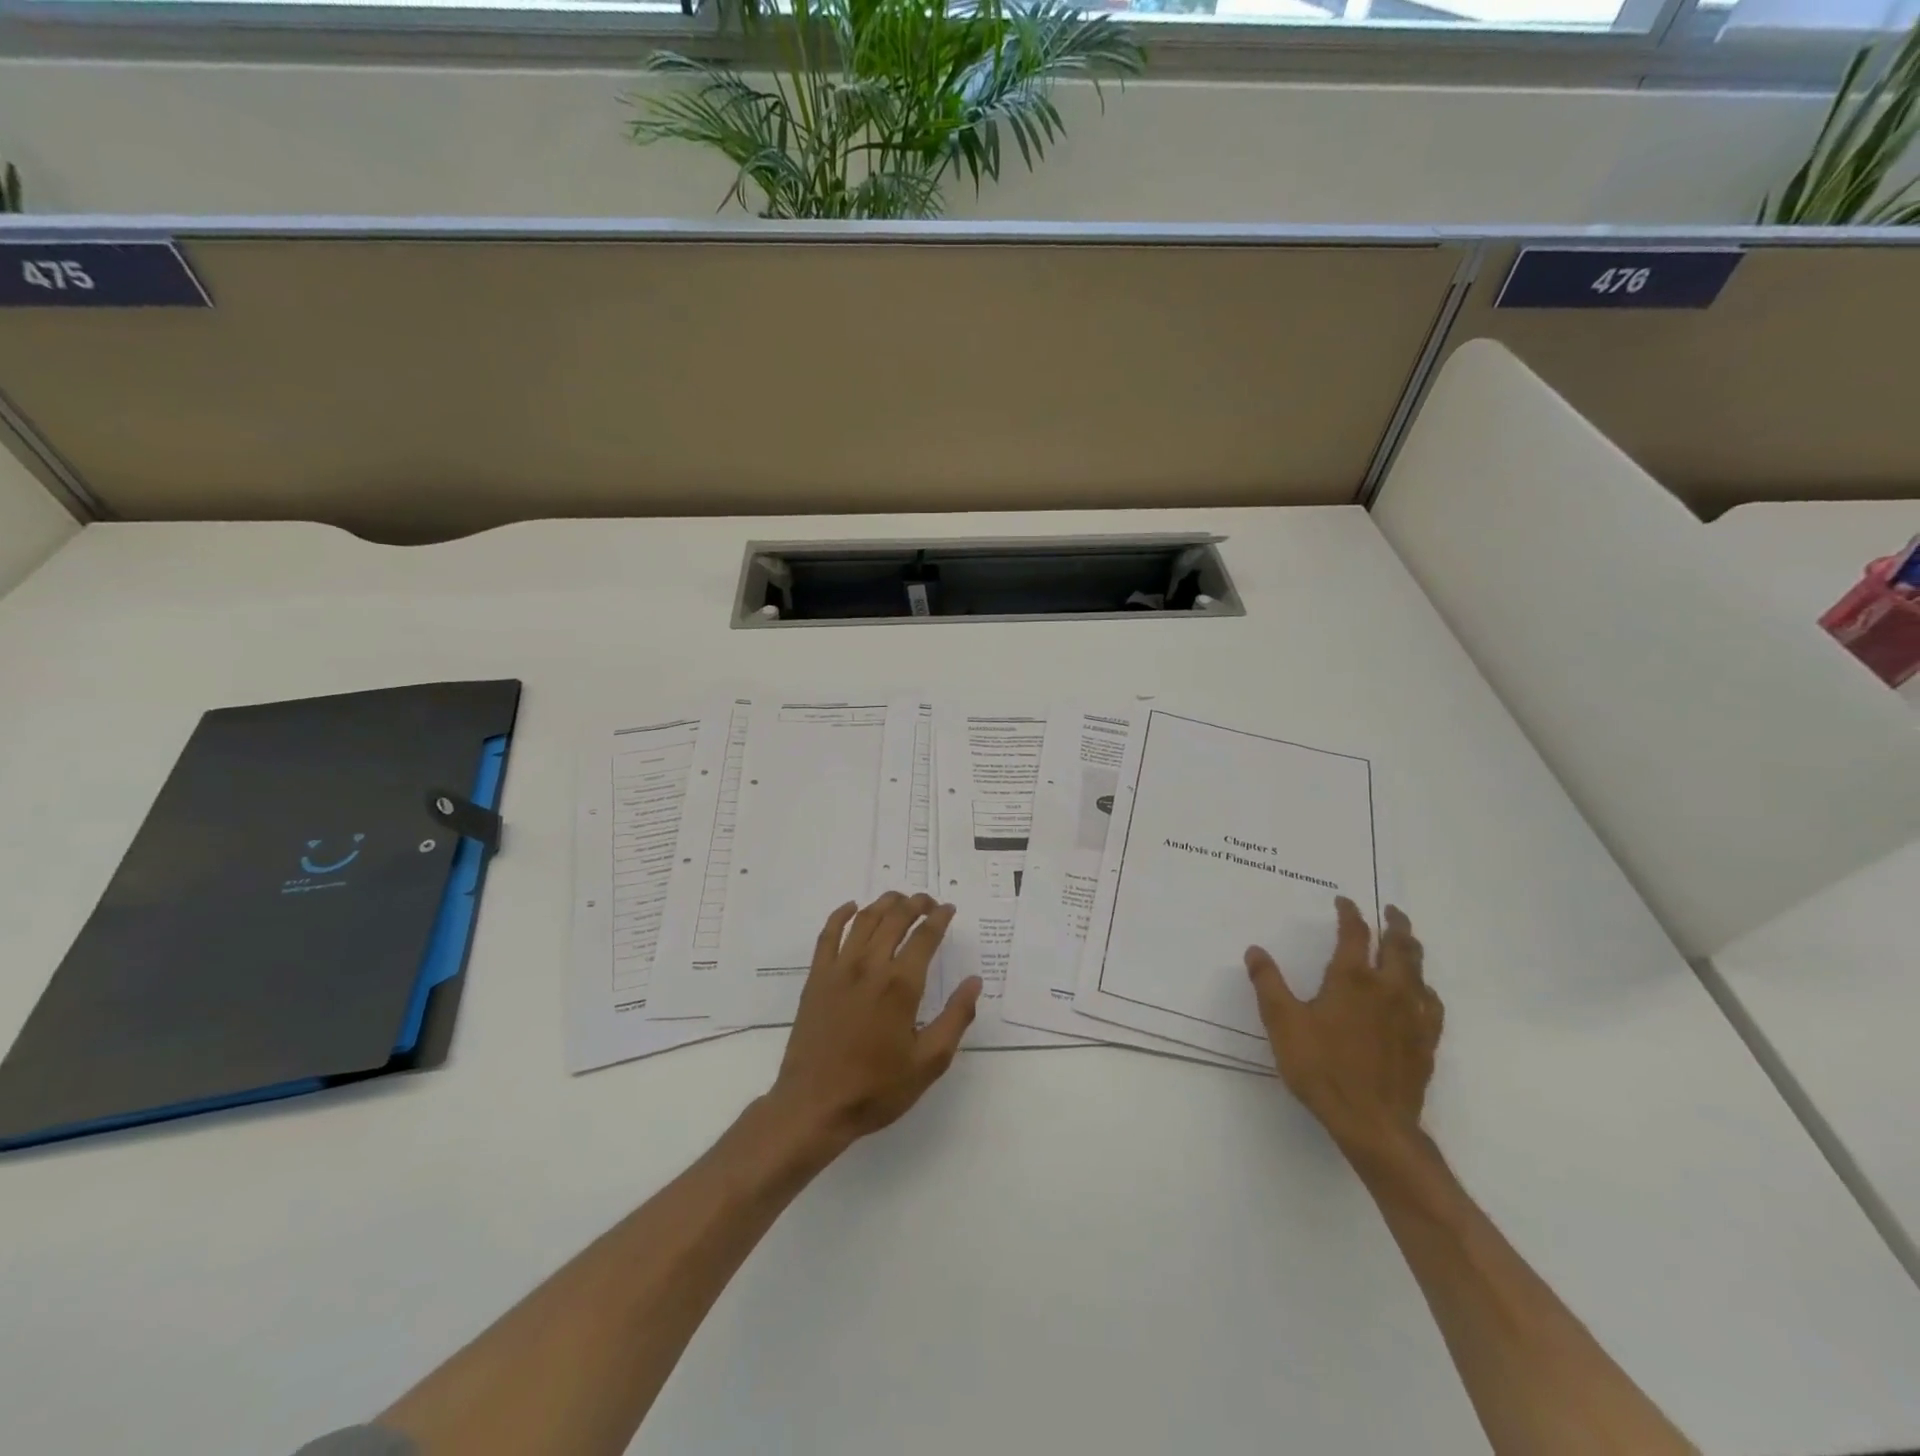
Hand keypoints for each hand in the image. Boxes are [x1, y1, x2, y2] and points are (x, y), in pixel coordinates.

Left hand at [770, 893, 982, 1154]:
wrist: (814, 1106)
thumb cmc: (876, 1088)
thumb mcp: (929, 1062)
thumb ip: (956, 1018)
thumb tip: (974, 982)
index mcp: (901, 985)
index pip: (925, 936)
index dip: (939, 918)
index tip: (949, 909)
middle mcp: (870, 966)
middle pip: (895, 919)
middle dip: (915, 904)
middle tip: (928, 901)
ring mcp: (839, 969)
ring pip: (864, 920)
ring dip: (884, 903)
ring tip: (899, 899)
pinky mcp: (816, 978)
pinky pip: (828, 934)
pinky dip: (840, 915)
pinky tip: (851, 907)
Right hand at [1245, 898, 1442, 1164]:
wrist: (1373, 1122)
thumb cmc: (1322, 1068)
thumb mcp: (1283, 1023)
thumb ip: (1268, 983)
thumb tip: (1255, 950)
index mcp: (1351, 979)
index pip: (1354, 933)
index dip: (1349, 913)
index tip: (1344, 901)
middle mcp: (1387, 988)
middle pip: (1399, 945)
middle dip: (1394, 923)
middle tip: (1390, 910)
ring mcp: (1412, 1015)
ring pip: (1419, 971)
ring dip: (1412, 950)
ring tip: (1406, 941)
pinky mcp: (1426, 1041)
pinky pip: (1432, 1004)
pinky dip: (1425, 988)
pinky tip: (1421, 993)